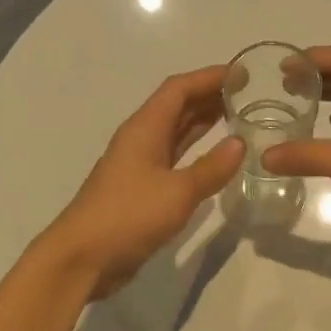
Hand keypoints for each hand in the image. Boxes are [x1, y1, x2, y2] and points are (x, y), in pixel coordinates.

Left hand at [44, 66, 244, 297]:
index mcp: (145, 128)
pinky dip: (196, 149)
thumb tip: (240, 143)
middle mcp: (141, 138)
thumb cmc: (128, 216)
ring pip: (176, 131)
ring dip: (204, 121)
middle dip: (210, 95)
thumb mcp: (177, 192)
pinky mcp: (142, 188)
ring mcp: (140, 164)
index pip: (179, 89)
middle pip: (177, 106)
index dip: (209, 77)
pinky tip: (217, 156)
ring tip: (239, 116)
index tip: (243, 73)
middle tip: (248, 94)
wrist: (82, 258)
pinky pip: (174, 156)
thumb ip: (211, 168)